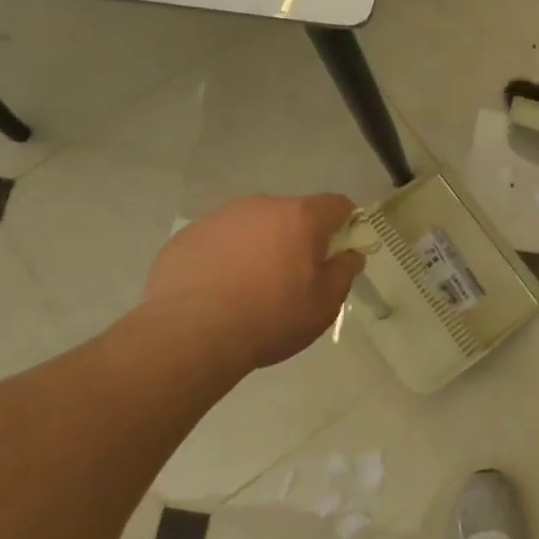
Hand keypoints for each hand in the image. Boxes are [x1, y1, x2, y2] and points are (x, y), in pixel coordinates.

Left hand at [142, 194, 364, 376]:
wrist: (190, 334)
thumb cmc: (270, 318)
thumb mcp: (323, 305)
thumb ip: (343, 273)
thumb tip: (350, 255)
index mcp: (300, 217)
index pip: (336, 205)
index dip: (345, 224)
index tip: (339, 251)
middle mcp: (261, 206)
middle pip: (292, 214)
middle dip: (298, 238)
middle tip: (293, 278)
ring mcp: (220, 218)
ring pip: (252, 226)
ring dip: (259, 246)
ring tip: (249, 288)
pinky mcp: (188, 236)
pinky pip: (218, 241)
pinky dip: (225, 258)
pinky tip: (217, 291)